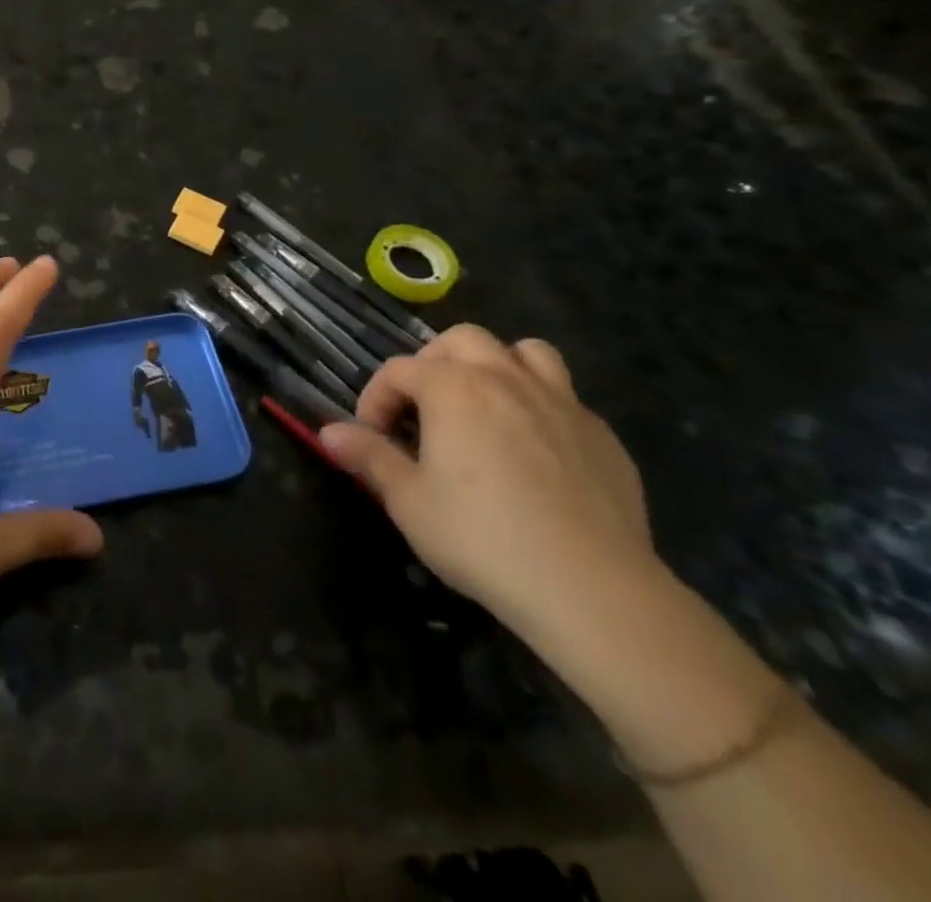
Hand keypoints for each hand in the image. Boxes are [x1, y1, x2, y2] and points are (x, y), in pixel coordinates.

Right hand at [319, 324, 653, 640]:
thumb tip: (328, 431)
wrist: (592, 590)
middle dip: (433, 364)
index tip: (372, 437)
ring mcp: (562, 403)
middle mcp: (506, 379)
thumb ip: (368, 456)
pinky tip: (532, 453)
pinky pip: (563, 397)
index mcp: (453, 388)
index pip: (399, 370)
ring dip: (496, 367)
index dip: (376, 398)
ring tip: (483, 407)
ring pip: (525, 352)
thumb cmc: (481, 537)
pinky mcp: (602, 436)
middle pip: (462, 340)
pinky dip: (538, 407)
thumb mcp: (408, 500)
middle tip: (423, 409)